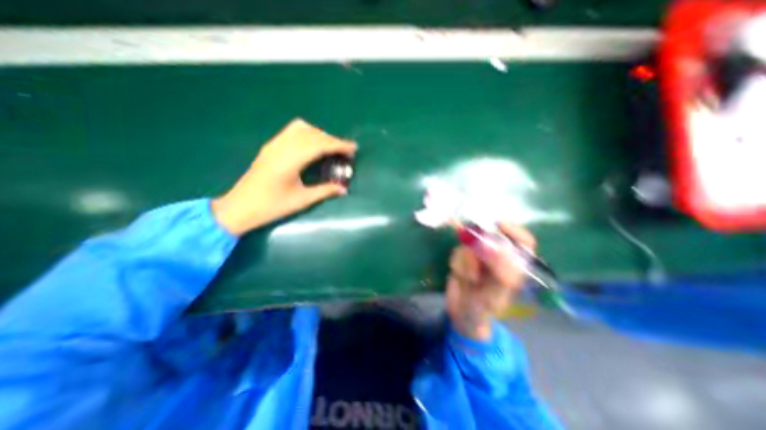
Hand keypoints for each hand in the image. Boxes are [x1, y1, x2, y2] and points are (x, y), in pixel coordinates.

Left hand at [211, 118, 356, 235]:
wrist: (239, 207)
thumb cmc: (271, 206)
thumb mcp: (302, 200)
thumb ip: (325, 191)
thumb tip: (344, 189)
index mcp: (290, 161)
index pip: (319, 145)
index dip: (338, 145)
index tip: (353, 148)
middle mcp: (281, 147)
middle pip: (312, 134)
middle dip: (332, 139)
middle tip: (346, 150)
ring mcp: (274, 145)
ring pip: (301, 128)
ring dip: (319, 134)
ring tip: (331, 147)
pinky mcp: (270, 147)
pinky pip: (292, 131)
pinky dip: (308, 134)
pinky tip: (313, 145)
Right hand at [447, 223, 534, 340]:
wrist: (461, 313)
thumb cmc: (484, 308)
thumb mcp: (496, 294)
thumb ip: (500, 272)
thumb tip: (495, 247)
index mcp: (514, 265)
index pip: (523, 242)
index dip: (514, 230)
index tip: (499, 225)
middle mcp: (497, 256)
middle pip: (490, 237)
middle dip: (479, 248)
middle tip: (476, 264)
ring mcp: (478, 255)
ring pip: (470, 244)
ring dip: (466, 261)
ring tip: (469, 279)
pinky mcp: (462, 257)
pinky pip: (458, 251)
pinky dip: (457, 263)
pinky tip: (460, 276)